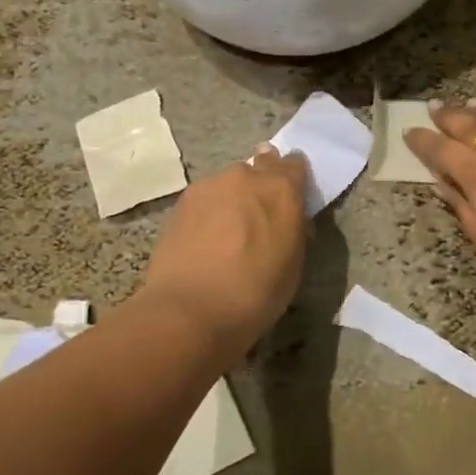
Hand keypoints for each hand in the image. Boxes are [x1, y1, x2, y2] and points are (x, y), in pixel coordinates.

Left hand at [142, 146, 309, 352]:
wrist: (191, 310)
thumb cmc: (256, 294)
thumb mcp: (294, 264)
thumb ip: (294, 229)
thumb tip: (291, 218)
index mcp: (281, 189)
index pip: (294, 165)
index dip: (294, 178)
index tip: (292, 195)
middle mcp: (245, 176)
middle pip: (258, 169)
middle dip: (261, 186)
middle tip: (259, 215)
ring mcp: (209, 186)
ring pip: (228, 184)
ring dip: (233, 199)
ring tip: (228, 232)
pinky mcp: (180, 202)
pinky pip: (204, 199)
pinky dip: (209, 212)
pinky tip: (205, 238)